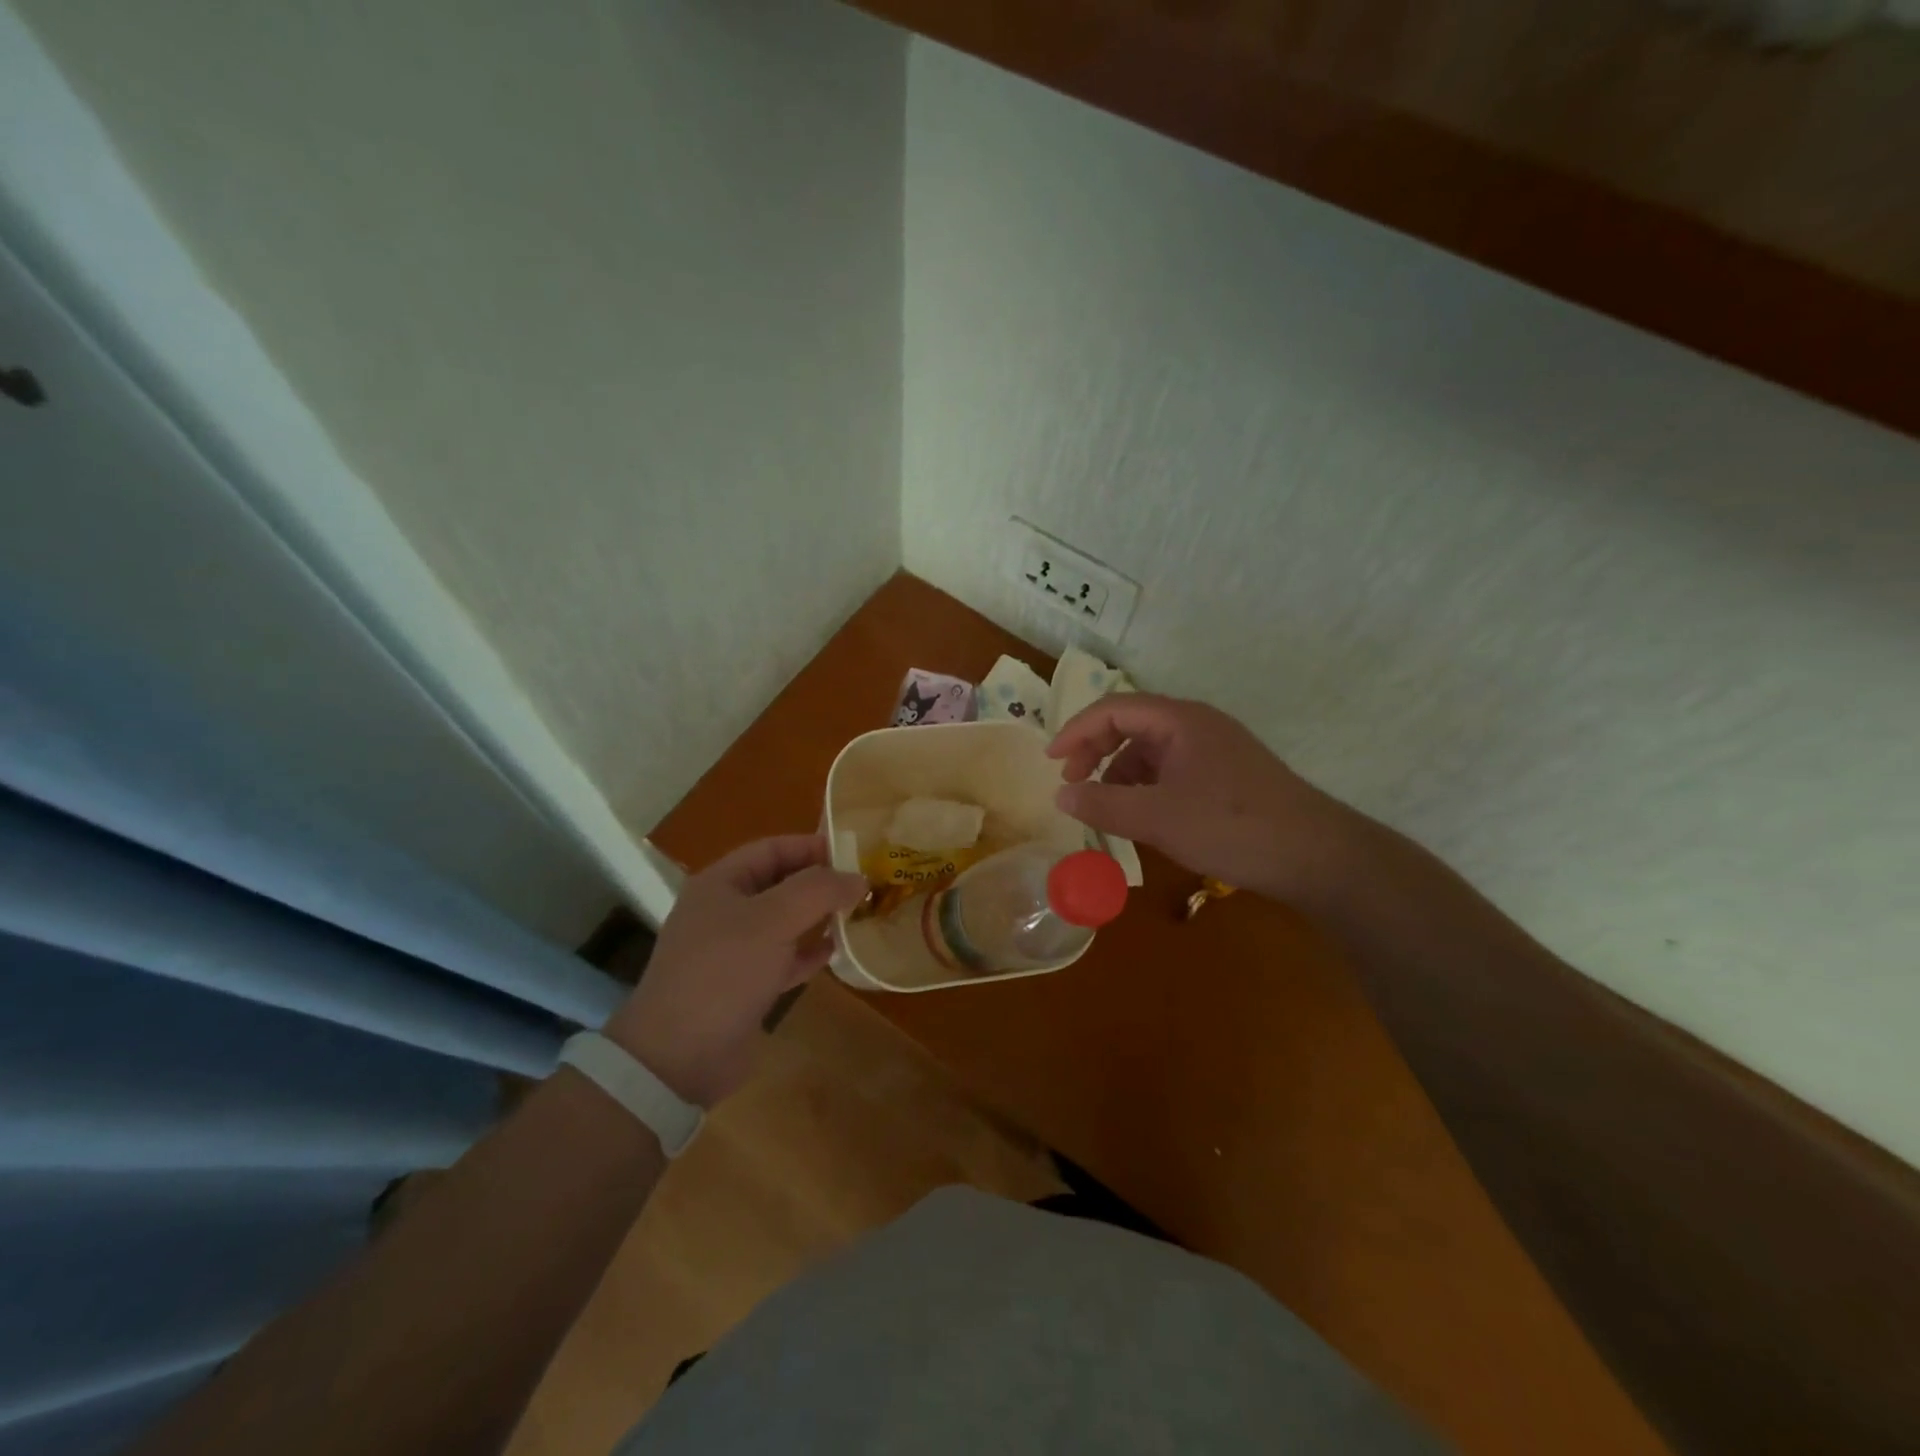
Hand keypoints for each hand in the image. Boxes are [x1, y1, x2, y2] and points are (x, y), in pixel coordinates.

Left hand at [602, 835, 865, 1106]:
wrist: (679, 1057)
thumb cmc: (724, 971)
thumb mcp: (773, 919)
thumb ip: (818, 891)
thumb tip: (858, 878)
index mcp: (721, 883)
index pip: (772, 849)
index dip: (812, 846)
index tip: (855, 853)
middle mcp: (725, 911)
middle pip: (780, 883)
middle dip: (820, 882)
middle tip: (864, 885)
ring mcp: (733, 951)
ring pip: (785, 922)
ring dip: (818, 917)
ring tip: (858, 914)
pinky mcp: (745, 987)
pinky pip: (784, 958)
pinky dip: (809, 952)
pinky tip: (837, 952)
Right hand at [1048, 694, 1363, 904]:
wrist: (1316, 855)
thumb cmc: (1231, 826)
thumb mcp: (1158, 818)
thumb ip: (1103, 805)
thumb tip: (1061, 797)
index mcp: (1180, 721)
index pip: (1114, 708)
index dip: (1076, 730)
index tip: (1051, 762)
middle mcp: (1196, 725)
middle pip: (1131, 724)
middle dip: (1095, 750)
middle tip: (1072, 783)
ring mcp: (1214, 750)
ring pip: (1151, 750)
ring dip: (1120, 772)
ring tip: (1105, 807)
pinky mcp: (1225, 775)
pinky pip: (1171, 770)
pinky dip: (1146, 787)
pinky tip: (1142, 816)